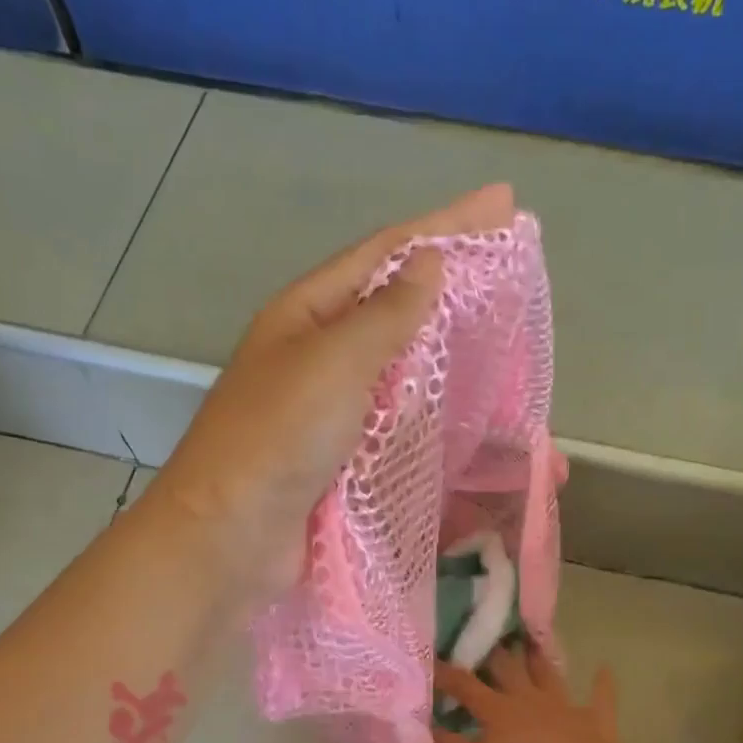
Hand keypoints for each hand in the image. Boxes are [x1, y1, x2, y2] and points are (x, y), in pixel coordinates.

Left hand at [150, 184, 516, 597]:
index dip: (445, 226)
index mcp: (307, 315)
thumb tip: (428, 265)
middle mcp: (318, 356)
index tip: (502, 205)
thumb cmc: (276, 438)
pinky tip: (468, 417)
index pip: (385, 254)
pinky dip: (436, 420)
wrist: (230, 538)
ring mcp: (331, 411)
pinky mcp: (344, 460)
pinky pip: (399, 427)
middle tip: (511, 276)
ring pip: (401, 373)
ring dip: (448, 360)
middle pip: (394, 310)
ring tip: (503, 346)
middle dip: (451, 291)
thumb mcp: (331, 363)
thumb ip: (384, 316)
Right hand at [433, 647, 643, 742]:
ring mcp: (563, 705)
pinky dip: (601, 684)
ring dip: (540, 659)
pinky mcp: (593, 719)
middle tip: (488, 636)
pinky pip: (600, 697)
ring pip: (548, 675)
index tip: (432, 659)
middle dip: (495, 654)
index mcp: (496, 709)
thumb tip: (428, 727)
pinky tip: (604, 669)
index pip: (465, 686)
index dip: (446, 673)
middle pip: (508, 669)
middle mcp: (528, 698)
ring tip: (532, 642)